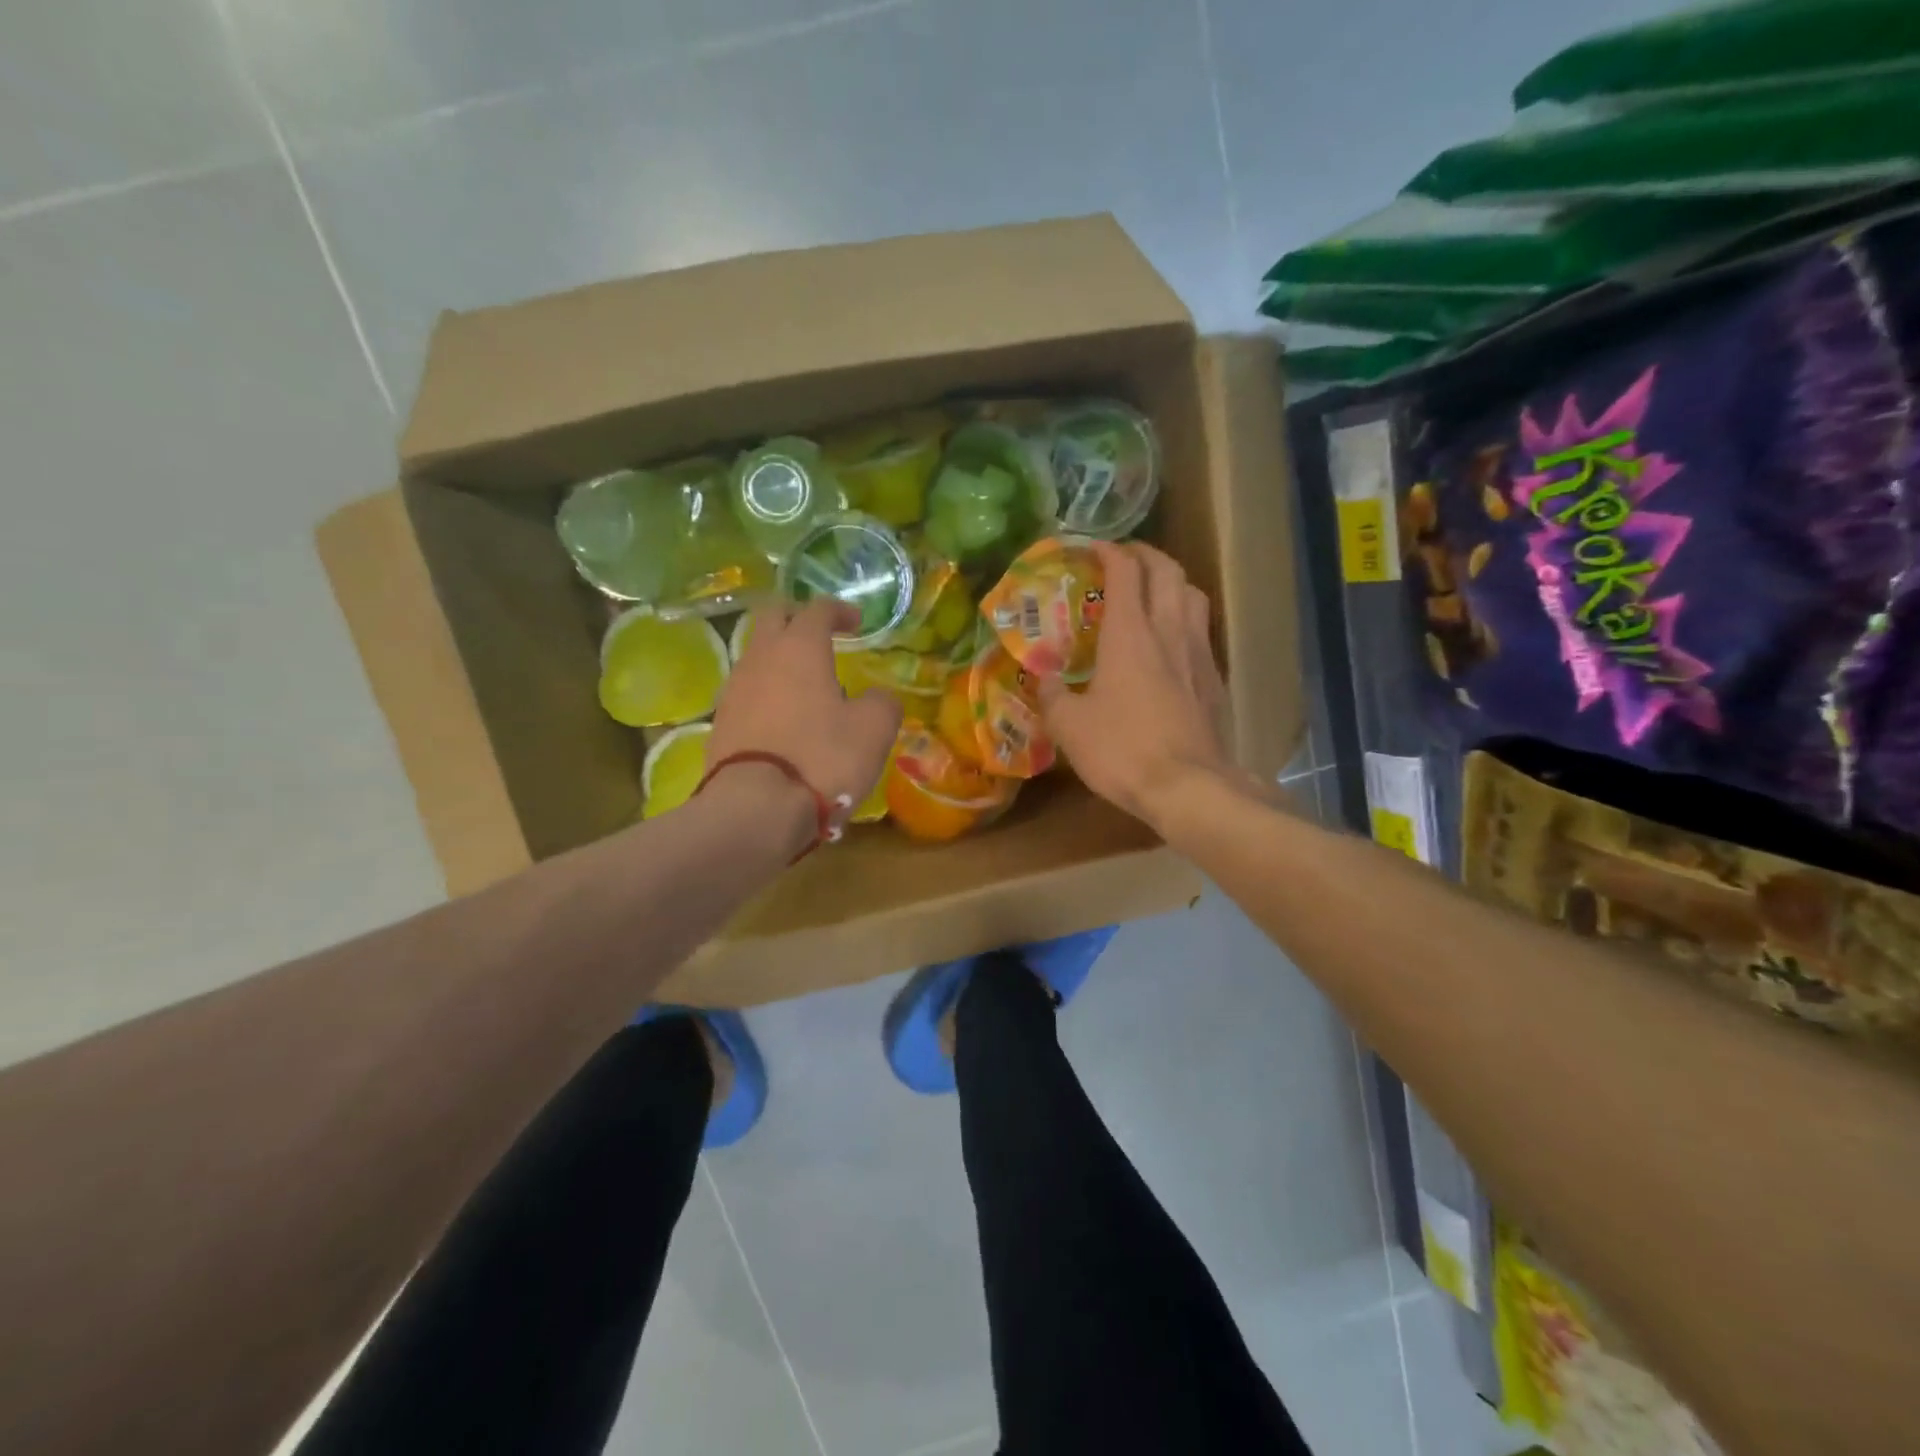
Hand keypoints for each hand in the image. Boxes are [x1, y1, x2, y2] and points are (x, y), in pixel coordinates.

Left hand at [708, 600, 902, 836]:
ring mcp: (735, 689)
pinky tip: (784, 716)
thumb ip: (883, 703)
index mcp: (799, 648)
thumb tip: (878, 698)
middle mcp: (760, 657)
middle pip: (772, 617)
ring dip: (780, 658)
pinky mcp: (721, 722)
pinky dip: (767, 691)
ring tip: (806, 683)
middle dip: (798, 618)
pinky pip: (747, 690)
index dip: (839, 610)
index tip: (857, 623)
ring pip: (756, 654)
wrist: (756, 808)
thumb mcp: (874, 730)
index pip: (817, 609)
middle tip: (821, 635)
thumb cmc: (822, 758)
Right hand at [1038, 541, 1232, 830]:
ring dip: (1173, 582)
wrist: (1188, 787)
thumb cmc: (1122, 750)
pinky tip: (1172, 643)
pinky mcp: (1215, 680)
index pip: (1125, 572)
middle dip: (1146, 555)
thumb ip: (1051, 696)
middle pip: (1168, 571)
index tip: (1091, 547)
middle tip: (1125, 559)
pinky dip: (1186, 620)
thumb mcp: (1070, 726)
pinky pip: (1202, 632)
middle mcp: (1169, 631)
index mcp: (1130, 634)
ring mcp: (1198, 654)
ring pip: (1194, 595)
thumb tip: (1041, 679)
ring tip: (1153, 591)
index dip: (1108, 551)